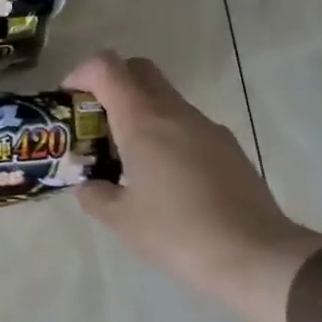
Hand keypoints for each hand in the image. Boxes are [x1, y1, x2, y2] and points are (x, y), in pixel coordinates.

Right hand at [65, 52, 321, 321]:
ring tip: (126, 160)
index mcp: (144, 122)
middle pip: (140, 71)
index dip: (82, 73)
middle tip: (95, 125)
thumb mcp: (121, 220)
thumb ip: (94, 195)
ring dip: (139, 114)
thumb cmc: (177, 233)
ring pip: (165, 100)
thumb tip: (87, 185)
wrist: (253, 253)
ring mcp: (207, 128)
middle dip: (111, 86)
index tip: (69, 101)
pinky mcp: (228, 147)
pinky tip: (163, 180)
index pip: (108, 68)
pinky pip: (187, 126)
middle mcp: (176, 113)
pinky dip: (165, 135)